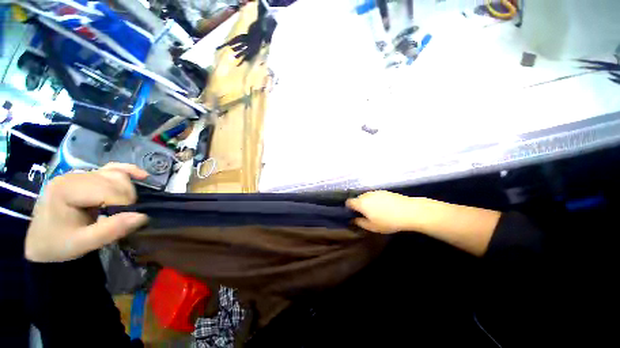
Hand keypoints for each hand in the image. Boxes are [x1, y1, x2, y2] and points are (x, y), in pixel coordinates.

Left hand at [25, 163, 148, 262]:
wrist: (41, 242)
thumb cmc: (58, 244)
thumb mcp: (82, 244)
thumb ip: (110, 231)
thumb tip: (142, 217)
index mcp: (66, 189)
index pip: (108, 189)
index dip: (124, 204)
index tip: (124, 221)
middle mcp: (73, 176)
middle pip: (115, 180)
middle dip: (127, 198)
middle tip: (122, 217)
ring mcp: (80, 174)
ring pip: (117, 174)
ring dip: (129, 190)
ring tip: (123, 207)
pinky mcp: (86, 176)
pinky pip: (112, 168)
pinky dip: (129, 171)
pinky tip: (142, 176)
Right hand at [346, 191, 423, 233]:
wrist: (409, 211)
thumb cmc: (388, 221)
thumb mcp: (372, 226)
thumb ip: (360, 223)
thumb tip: (353, 220)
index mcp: (361, 203)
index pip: (349, 202)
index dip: (349, 208)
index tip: (353, 214)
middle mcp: (366, 195)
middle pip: (357, 199)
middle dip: (359, 206)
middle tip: (365, 215)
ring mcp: (375, 192)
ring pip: (366, 197)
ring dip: (367, 203)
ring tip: (376, 211)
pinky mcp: (384, 191)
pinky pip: (375, 195)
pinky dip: (375, 200)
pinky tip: (384, 207)